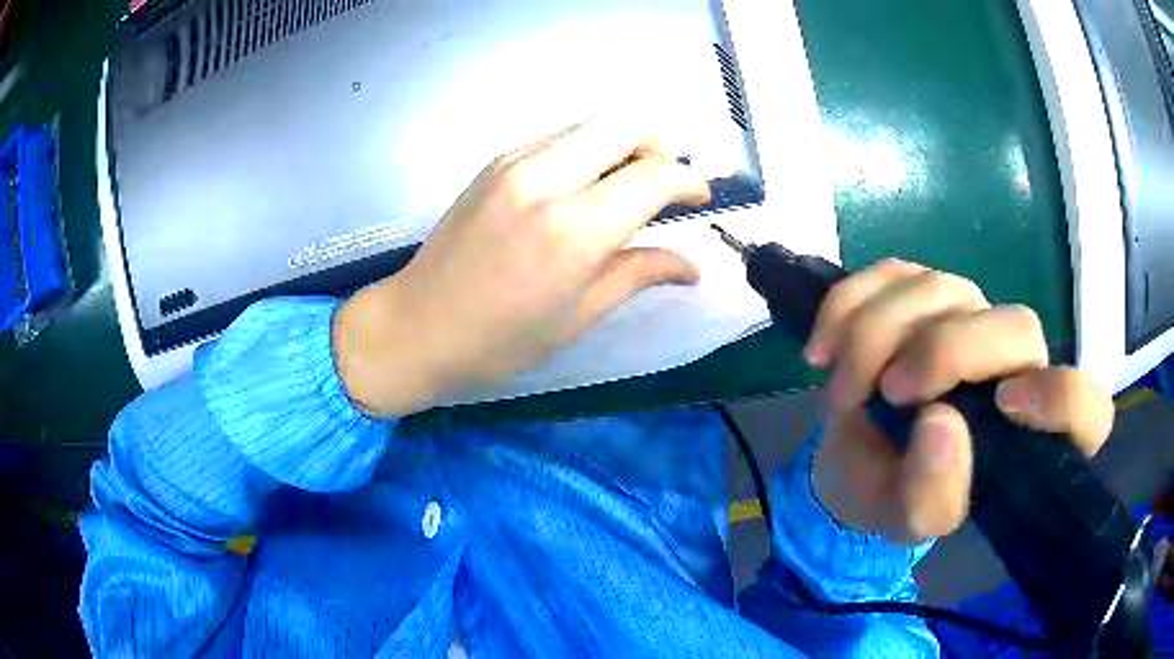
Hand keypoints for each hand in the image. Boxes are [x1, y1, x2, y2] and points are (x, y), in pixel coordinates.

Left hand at [333, 119, 709, 416]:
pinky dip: (588, 150)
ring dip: (623, 143)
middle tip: (669, 181)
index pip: (652, 176)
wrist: (413, 329)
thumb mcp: (577, 317)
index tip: (700, 198)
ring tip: (633, 183)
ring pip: (590, 125)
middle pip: (624, 124)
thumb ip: (638, 274)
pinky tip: (587, 186)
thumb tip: (691, 266)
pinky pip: (559, 139)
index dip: (687, 181)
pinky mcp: (494, 164)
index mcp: (572, 228)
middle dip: (660, 143)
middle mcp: (545, 179)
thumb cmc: (497, 343)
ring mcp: (514, 163)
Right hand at [804, 259, 1114, 544]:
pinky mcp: (925, 291)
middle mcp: (1016, 367)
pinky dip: (850, 305)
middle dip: (945, 351)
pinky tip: (825, 347)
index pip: (1087, 411)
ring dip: (878, 335)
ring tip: (841, 389)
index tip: (1006, 405)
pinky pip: (894, 271)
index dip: (1063, 399)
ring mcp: (973, 317)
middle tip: (888, 393)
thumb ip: (932, 494)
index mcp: (1029, 438)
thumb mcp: (906, 521)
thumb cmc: (890, 495)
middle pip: (1016, 326)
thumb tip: (941, 423)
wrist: (853, 458)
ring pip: (944, 288)